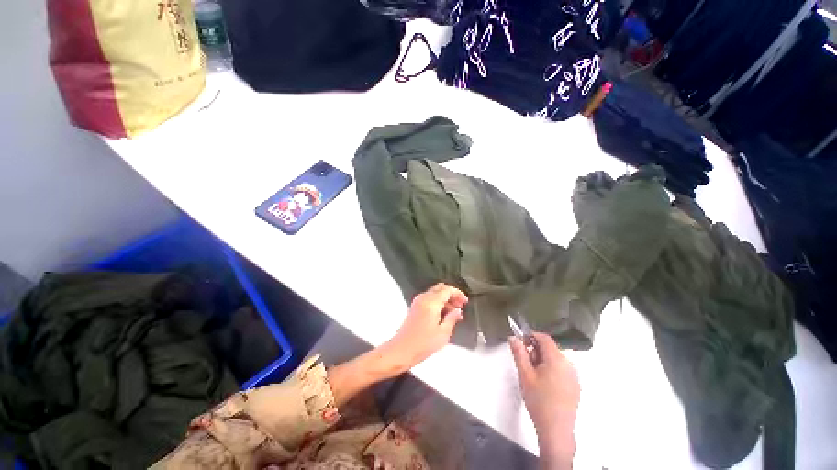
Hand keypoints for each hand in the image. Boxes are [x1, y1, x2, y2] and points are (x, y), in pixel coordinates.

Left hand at [385, 283, 467, 368]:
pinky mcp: (415, 307)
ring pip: (435, 292)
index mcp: (431, 302)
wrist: (401, 350)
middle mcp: (424, 298)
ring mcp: (418, 301)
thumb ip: (452, 319)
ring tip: (454, 313)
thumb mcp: (443, 333)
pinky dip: (438, 302)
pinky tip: (443, 314)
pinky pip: (429, 298)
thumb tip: (458, 311)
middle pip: (440, 288)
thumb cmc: (422, 344)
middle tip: (460, 306)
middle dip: (452, 295)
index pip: (447, 290)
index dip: (458, 294)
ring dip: (445, 299)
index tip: (465, 302)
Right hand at [510, 332, 578, 468]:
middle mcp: (569, 364)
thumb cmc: (538, 400)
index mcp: (557, 359)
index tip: (521, 345)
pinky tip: (545, 385)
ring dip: (543, 361)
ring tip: (534, 376)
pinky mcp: (576, 386)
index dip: (531, 336)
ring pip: (555, 359)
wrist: (556, 429)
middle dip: (536, 351)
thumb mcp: (525, 374)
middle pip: (550, 348)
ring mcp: (574, 376)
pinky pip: (562, 369)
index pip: (544, 337)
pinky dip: (552, 370)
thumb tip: (513, 337)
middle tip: (526, 364)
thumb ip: (519, 353)